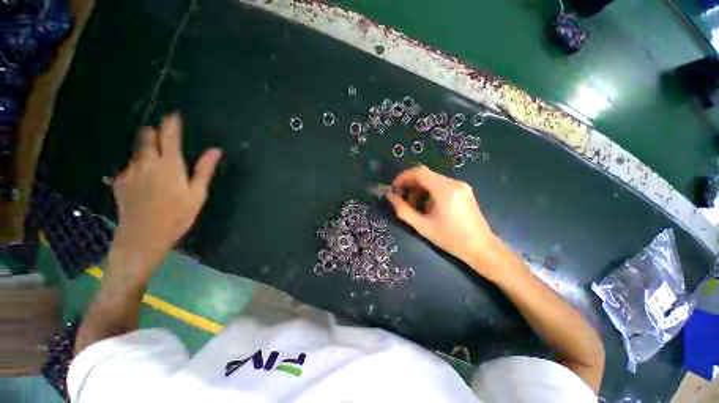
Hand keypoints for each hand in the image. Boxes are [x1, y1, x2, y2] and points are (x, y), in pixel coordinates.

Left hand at [109, 114, 221, 280]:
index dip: (171, 123)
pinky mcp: (120, 181)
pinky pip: (130, 167)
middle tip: (166, 145)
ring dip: (148, 153)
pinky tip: (145, 186)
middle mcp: (146, 162)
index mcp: (169, 165)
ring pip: (138, 152)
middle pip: (146, 136)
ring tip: (158, 172)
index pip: (169, 135)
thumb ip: (204, 169)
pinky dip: (138, 169)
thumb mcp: (197, 194)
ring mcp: (130, 171)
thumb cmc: (177, 216)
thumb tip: (216, 150)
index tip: (174, 115)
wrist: (142, 237)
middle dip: (156, 134)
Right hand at [387, 166, 507, 280]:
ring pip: (433, 179)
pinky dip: (430, 191)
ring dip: (420, 189)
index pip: (419, 172)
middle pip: (425, 175)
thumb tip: (390, 197)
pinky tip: (428, 206)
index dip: (403, 177)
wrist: (481, 248)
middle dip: (410, 184)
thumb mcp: (423, 226)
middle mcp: (454, 183)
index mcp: (444, 190)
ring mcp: (461, 186)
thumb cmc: (451, 239)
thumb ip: (403, 211)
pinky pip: (441, 184)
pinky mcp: (463, 190)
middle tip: (402, 199)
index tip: (394, 188)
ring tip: (415, 206)